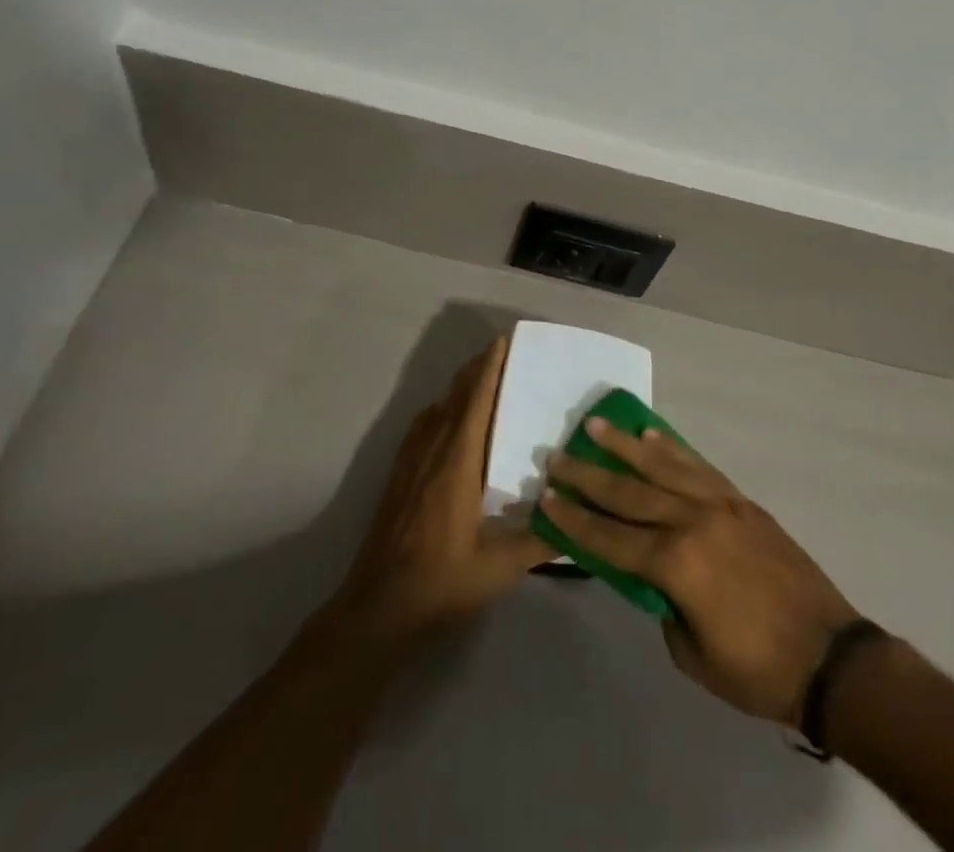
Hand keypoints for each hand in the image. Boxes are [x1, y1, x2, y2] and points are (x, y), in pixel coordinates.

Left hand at [333, 338, 552, 644]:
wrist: (378, 611)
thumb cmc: (441, 584)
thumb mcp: (499, 568)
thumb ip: (539, 541)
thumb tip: (575, 519)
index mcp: (457, 463)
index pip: (475, 402)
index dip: (489, 369)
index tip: (503, 341)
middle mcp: (432, 452)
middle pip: (454, 397)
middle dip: (476, 370)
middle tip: (501, 352)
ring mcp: (410, 464)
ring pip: (436, 410)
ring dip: (458, 389)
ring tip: (481, 380)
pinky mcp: (398, 478)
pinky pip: (421, 428)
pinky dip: (439, 411)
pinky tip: (445, 420)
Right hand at [542, 420, 864, 726]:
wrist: (830, 655)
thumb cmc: (758, 670)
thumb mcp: (693, 655)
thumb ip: (662, 606)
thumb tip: (651, 576)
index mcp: (676, 565)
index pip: (611, 538)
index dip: (575, 520)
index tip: (546, 499)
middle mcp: (692, 521)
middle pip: (629, 492)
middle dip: (588, 475)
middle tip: (556, 456)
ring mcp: (719, 504)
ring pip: (662, 466)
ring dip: (625, 446)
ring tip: (596, 425)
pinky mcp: (741, 500)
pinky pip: (697, 466)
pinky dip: (671, 448)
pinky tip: (652, 435)